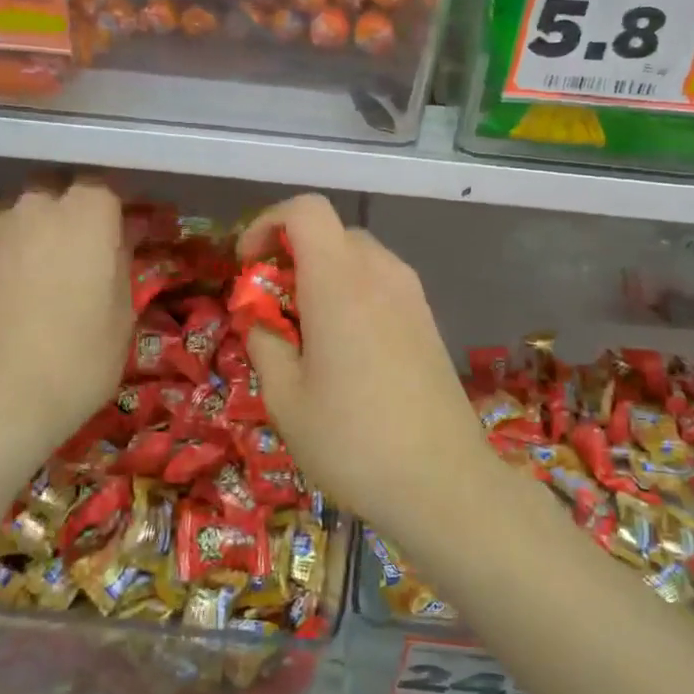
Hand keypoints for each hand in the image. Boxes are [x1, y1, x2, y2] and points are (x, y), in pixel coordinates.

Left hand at [0, 180, 131, 455]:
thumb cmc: (80, 357)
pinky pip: (19, 236)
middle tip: (107, 238)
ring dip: (56, 225)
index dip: (125, 202)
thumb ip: (122, 264)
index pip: (109, 183)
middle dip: (84, 205)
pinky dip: (35, 247)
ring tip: (77, 261)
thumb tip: (121, 241)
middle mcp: (41, 209)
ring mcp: (5, 233)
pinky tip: (48, 280)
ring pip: (37, 209)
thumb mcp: (123, 314)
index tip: (140, 222)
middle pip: (66, 188)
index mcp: (86, 213)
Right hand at [239, 195, 496, 546]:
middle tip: (272, 310)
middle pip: (330, 233)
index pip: (306, 210)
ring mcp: (413, 296)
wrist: (444, 483)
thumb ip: (265, 341)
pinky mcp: (428, 320)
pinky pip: (381, 283)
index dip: (267, 225)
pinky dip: (352, 294)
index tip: (249, 267)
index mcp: (341, 283)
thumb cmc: (352, 442)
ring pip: (358, 257)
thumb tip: (261, 315)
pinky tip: (345, 350)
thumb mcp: (284, 399)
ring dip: (322, 277)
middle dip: (291, 257)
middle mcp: (382, 274)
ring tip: (306, 334)